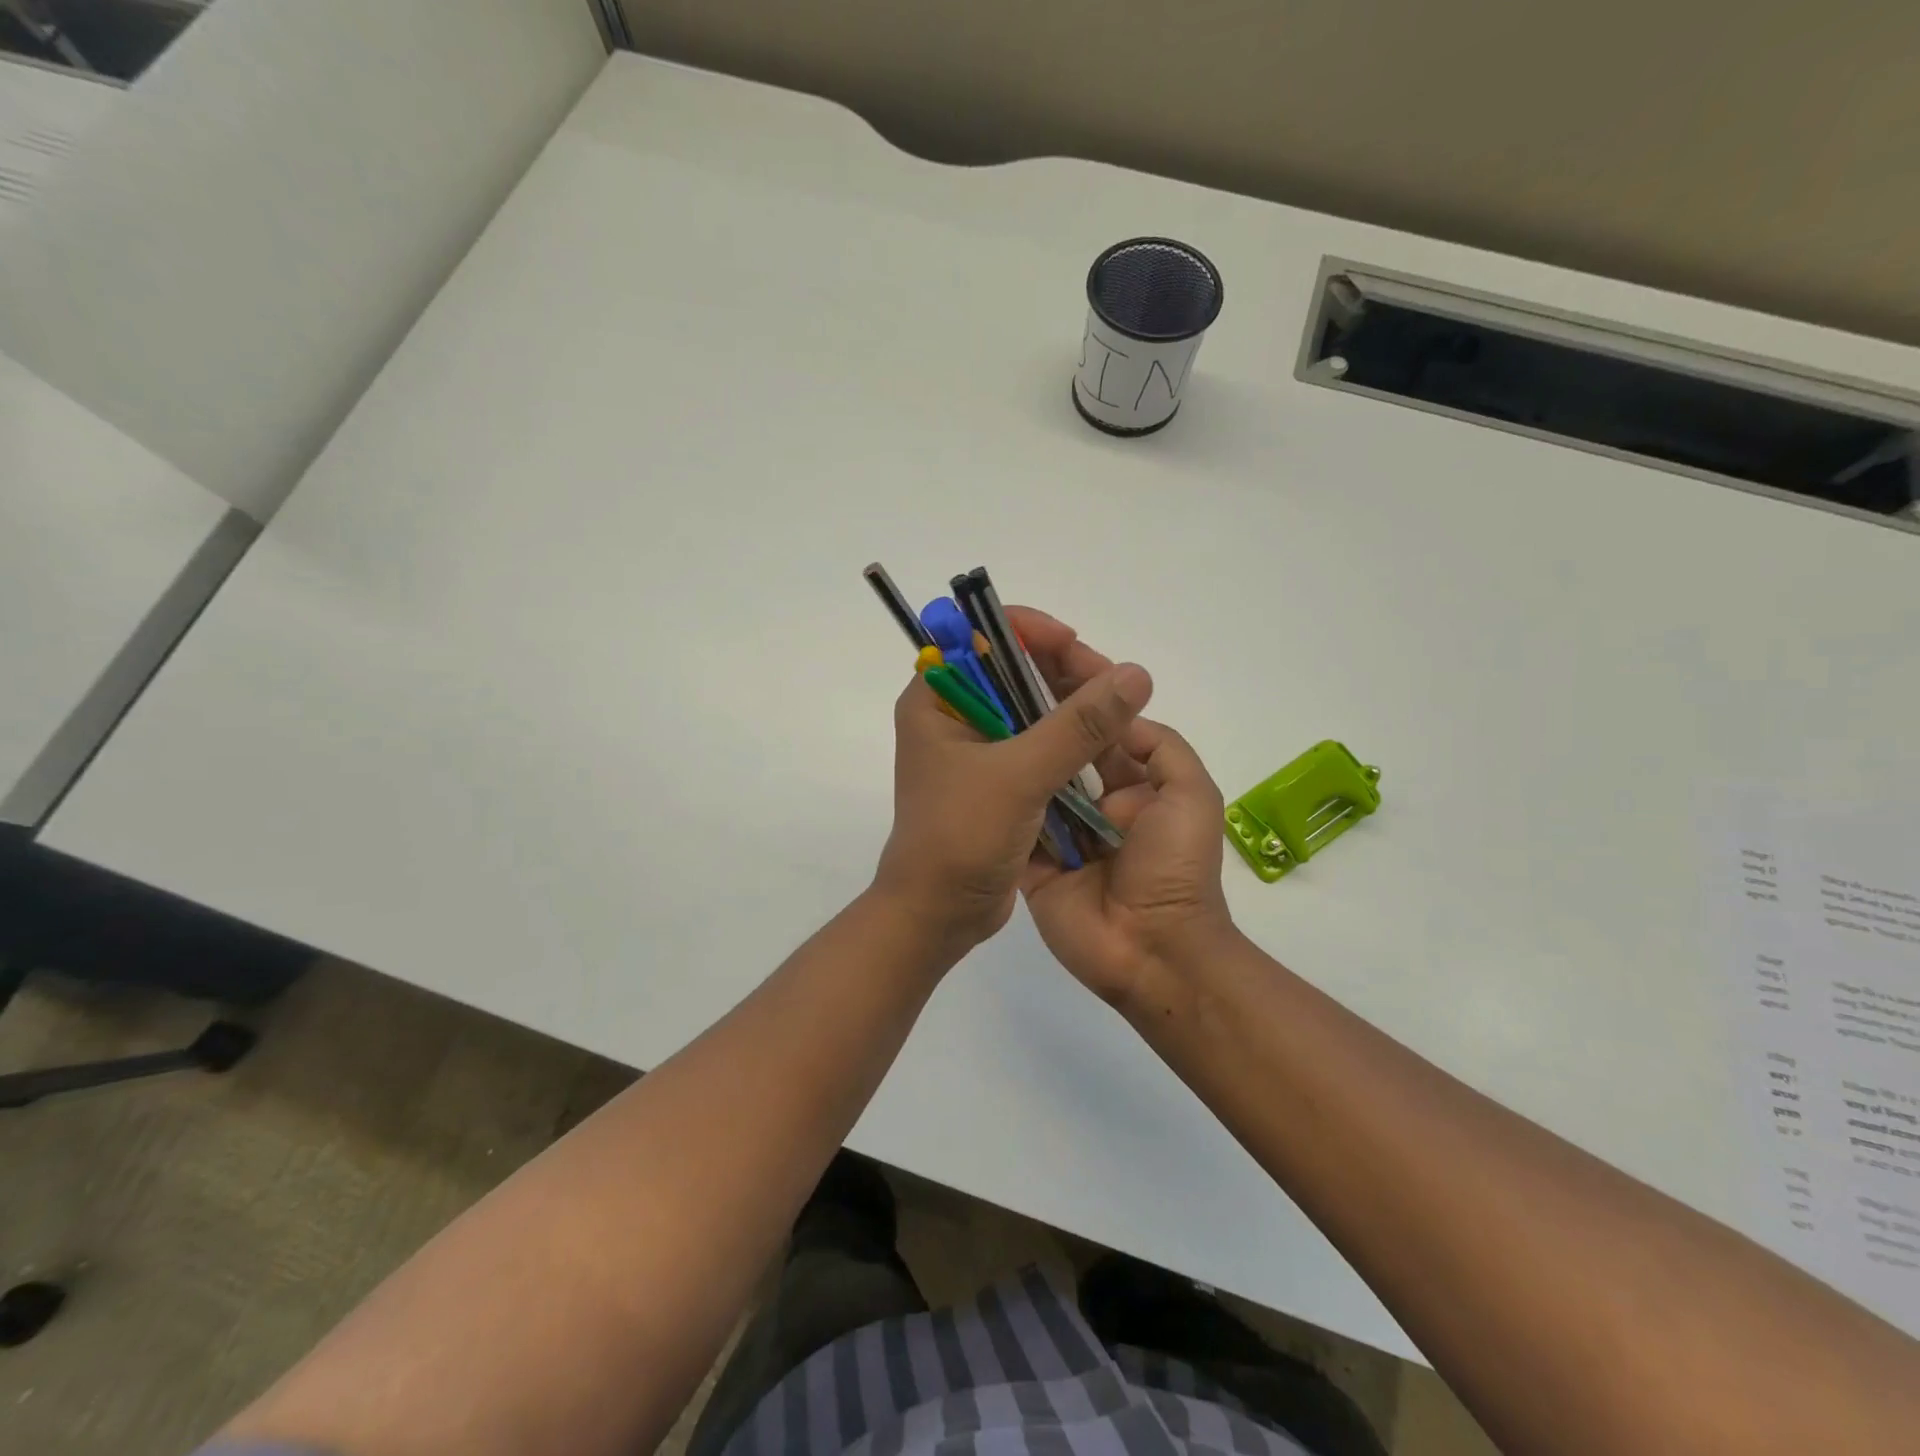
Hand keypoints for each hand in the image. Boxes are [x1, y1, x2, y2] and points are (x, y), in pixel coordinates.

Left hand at [873, 631, 1153, 955]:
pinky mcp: (999, 779)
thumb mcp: (1019, 776)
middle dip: (1065, 672)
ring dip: (1075, 708)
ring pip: (1034, 707)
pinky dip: (1072, 741)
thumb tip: (1135, 674)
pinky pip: (1041, 744)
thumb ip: (1077, 726)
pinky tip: (1105, 748)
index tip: (1075, 646)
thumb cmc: (961, 837)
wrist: (939, 914)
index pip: (981, 637)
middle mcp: (955, 715)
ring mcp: (978, 748)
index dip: (1030, 632)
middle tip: (1114, 689)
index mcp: (936, 700)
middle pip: (1015, 669)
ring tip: (1120, 717)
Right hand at [1009, 609, 1235, 1008]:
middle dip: (1033, 695)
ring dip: (1009, 733)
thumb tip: (1116, 707)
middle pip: (1060, 734)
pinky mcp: (1032, 856)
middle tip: (995, 657)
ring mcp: (1059, 825)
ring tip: (974, 692)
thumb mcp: (1189, 793)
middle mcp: (1093, 794)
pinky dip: (996, 788)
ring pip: (1032, 769)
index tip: (1043, 638)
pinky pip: (1013, 816)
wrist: (1152, 951)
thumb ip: (1158, 744)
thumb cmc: (1175, 869)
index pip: (1100, 712)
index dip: (1075, 672)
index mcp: (1132, 776)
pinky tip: (967, 751)